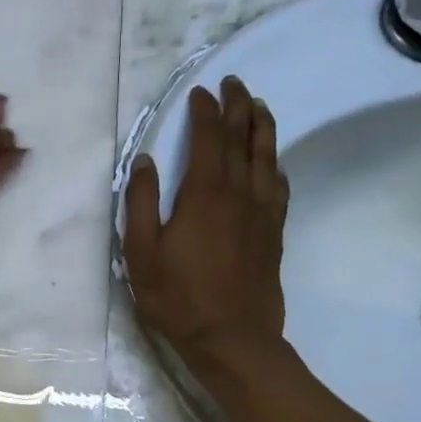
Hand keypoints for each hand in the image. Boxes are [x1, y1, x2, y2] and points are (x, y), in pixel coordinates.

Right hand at [123, 76, 288, 370]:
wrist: (232, 338)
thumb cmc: (177, 297)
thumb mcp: (141, 253)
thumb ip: (141, 203)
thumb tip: (144, 161)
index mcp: (204, 194)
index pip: (207, 138)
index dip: (204, 111)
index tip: (200, 92)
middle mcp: (238, 193)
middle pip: (242, 138)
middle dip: (237, 106)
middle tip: (233, 83)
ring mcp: (261, 212)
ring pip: (266, 156)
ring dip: (262, 126)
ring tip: (258, 105)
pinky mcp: (273, 231)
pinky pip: (279, 186)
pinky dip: (274, 164)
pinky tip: (272, 161)